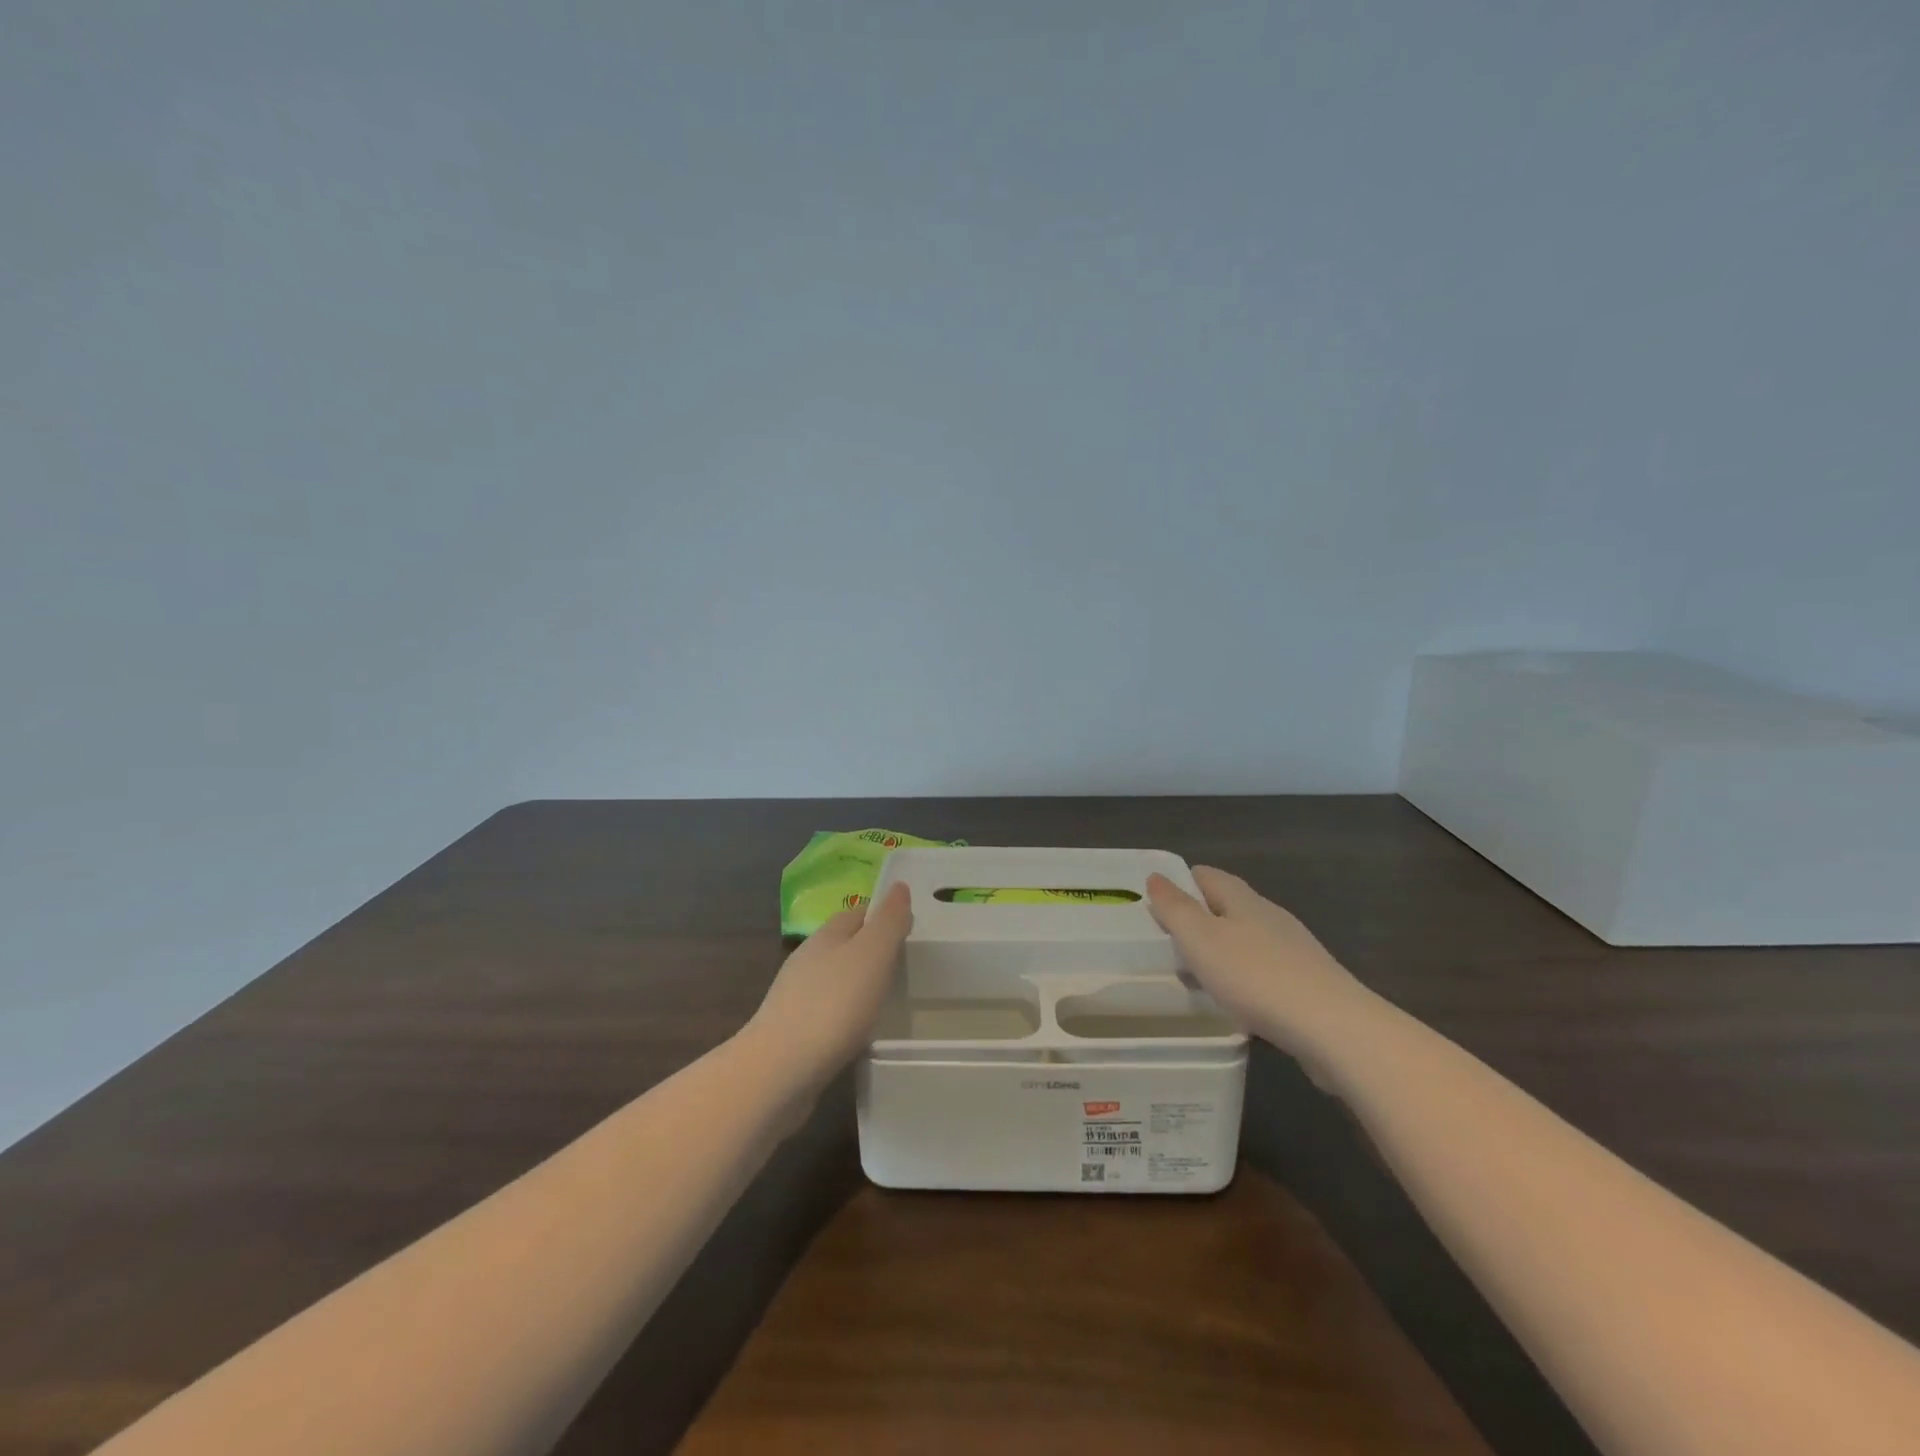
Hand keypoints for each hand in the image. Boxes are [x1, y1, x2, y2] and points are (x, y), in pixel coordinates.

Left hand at [745, 882, 912, 1086]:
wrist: (780, 1070)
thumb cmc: (834, 1004)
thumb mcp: (872, 954)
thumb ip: (888, 920)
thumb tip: (899, 886)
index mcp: (826, 936)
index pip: (857, 913)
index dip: (882, 915)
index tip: (908, 928)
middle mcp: (807, 960)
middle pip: (844, 945)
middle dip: (871, 949)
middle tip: (904, 963)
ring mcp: (796, 997)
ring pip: (834, 979)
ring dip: (857, 983)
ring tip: (887, 998)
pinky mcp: (793, 1033)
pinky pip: (827, 1012)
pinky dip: (846, 1014)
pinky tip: (859, 1030)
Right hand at [1145, 867, 1376, 1057]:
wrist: (1335, 1029)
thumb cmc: (1256, 977)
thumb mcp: (1201, 939)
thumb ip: (1176, 908)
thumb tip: (1156, 876)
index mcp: (1243, 900)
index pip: (1206, 876)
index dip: (1180, 882)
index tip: (1154, 902)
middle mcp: (1270, 916)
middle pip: (1228, 906)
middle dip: (1198, 919)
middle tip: (1167, 942)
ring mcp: (1294, 950)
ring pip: (1246, 939)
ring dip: (1220, 951)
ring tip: (1195, 975)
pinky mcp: (1308, 983)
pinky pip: (1264, 970)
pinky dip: (1243, 977)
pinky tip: (1235, 1001)